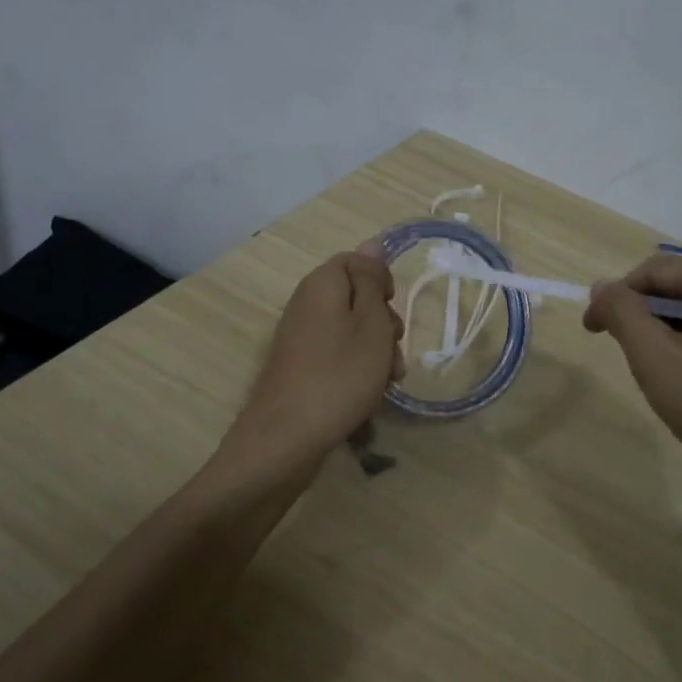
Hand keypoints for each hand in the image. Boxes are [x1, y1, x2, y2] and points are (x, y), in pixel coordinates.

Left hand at [232, 240, 403, 464]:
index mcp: (321, 284)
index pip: (356, 261)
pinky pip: (335, 354)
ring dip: (376, 350)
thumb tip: (371, 242)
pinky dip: (356, 368)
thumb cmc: (340, 375)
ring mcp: (300, 337)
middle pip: (354, 297)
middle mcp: (306, 304)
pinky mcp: (299, 367)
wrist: (286, 438)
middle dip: (383, 322)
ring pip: (350, 330)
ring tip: (388, 381)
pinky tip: (368, 393)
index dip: (381, 281)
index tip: (392, 309)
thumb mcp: (371, 323)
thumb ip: (372, 280)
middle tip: (394, 351)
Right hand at [583, 254, 681, 525]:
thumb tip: (601, 287)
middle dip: (645, 317)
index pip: (652, 272)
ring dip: (671, 335)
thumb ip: (623, 314)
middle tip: (628, 360)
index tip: (591, 333)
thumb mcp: (656, 360)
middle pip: (679, 288)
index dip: (614, 299)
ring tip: (662, 378)